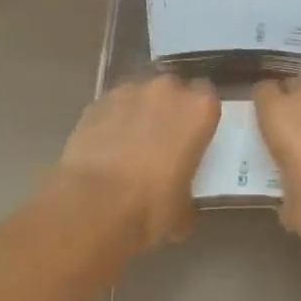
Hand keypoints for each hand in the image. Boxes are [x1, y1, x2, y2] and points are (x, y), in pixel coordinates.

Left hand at [54, 74, 220, 251]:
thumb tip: (180, 201)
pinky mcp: (97, 102)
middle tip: (162, 141)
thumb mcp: (182, 210)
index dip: (199, 117)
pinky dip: (112, 121)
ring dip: (139, 113)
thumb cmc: (150, 208)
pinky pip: (112, 107)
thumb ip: (187, 191)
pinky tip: (105, 148)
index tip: (194, 137)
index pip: (208, 98)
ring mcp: (129, 91)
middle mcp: (167, 90)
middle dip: (169, 110)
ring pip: (140, 95)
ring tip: (129, 146)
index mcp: (199, 109)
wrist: (92, 207)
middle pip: (173, 90)